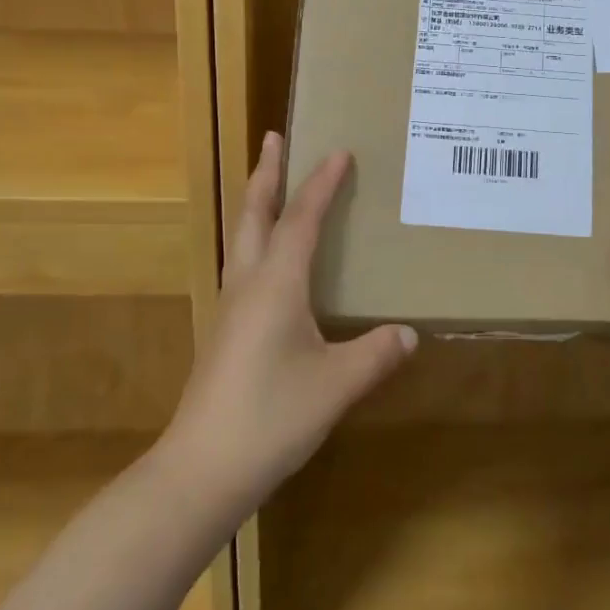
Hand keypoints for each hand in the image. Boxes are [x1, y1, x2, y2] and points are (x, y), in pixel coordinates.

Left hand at [165, 133, 417, 514]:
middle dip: (267, 174)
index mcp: (276, 285)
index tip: (338, 151)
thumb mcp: (336, 385)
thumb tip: (408, 334)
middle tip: (274, 138)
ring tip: (271, 185)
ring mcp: (230, 309)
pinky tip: (269, 261)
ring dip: (257, 203)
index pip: (301, 220)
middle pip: (255, 215)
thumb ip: (375, 355)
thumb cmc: (271, 417)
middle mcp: (248, 285)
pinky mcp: (225, 333)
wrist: (200, 471)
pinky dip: (257, 240)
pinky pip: (243, 266)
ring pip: (242, 238)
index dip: (321, 184)